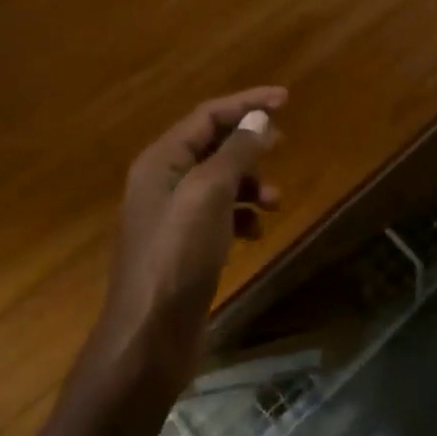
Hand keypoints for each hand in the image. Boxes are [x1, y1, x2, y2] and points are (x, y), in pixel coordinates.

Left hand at [108, 86, 285, 375]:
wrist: (150, 336)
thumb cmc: (178, 255)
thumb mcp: (210, 194)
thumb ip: (235, 151)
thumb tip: (258, 119)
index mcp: (161, 161)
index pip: (207, 115)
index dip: (246, 103)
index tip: (286, 99)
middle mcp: (163, 181)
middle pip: (213, 144)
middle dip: (250, 142)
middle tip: (283, 142)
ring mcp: (173, 216)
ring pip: (221, 181)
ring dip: (251, 183)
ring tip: (275, 199)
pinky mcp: (186, 246)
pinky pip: (220, 214)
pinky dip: (242, 215)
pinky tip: (256, 232)